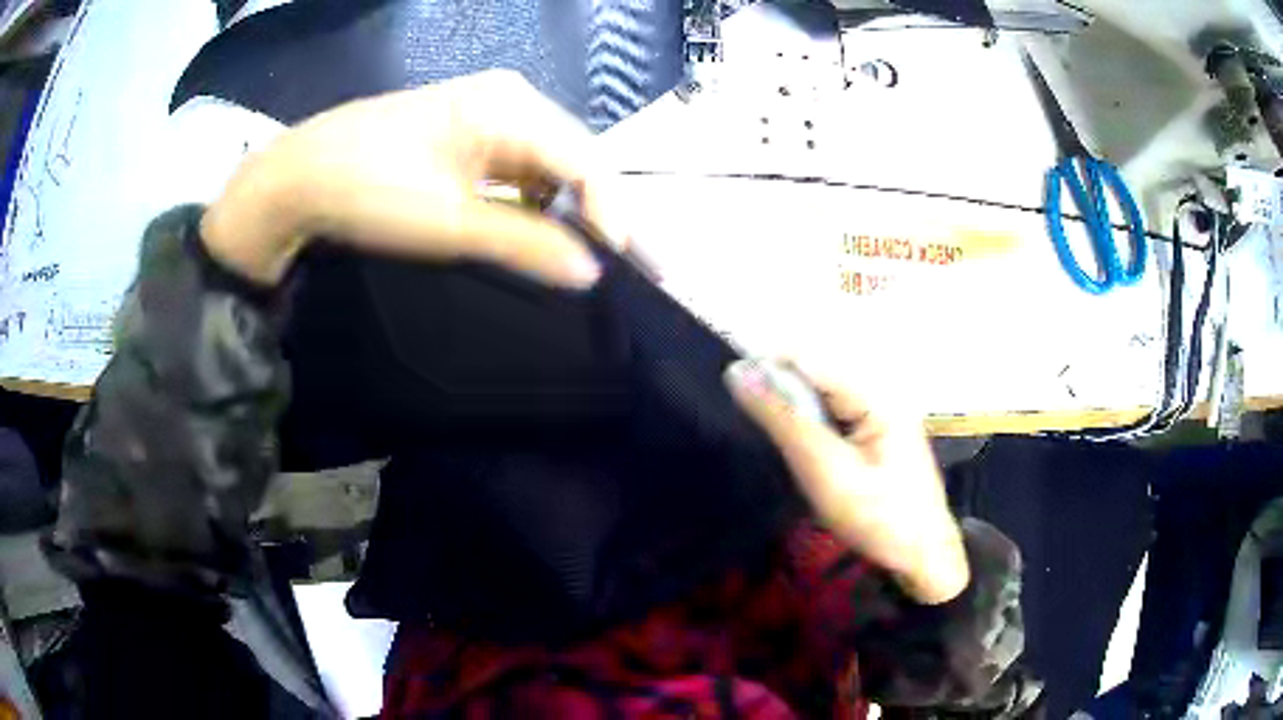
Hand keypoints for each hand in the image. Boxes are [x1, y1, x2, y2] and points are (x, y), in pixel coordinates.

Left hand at [201, 70, 620, 286]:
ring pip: (552, 163)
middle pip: (577, 158)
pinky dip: (538, 201)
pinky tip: (544, 229)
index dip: (616, 215)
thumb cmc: (369, 190)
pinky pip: (523, 166)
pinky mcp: (470, 132)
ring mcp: (489, 112)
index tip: (634, 270)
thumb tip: (591, 271)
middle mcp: (510, 99)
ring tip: (599, 255)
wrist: (301, 176)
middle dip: (606, 212)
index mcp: (510, 106)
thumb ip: (526, 242)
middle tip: (640, 264)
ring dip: (574, 208)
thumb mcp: (449, 222)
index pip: (586, 161)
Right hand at [725, 358, 968, 603]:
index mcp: (876, 393)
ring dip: (793, 412)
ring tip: (786, 450)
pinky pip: (831, 412)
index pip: (807, 358)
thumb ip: (785, 419)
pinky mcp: (875, 428)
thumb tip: (739, 372)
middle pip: (814, 372)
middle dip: (781, 394)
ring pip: (819, 393)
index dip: (767, 370)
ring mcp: (880, 410)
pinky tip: (806, 454)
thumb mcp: (826, 471)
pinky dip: (809, 427)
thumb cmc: (879, 519)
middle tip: (768, 437)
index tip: (735, 397)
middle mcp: (879, 390)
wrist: (922, 557)